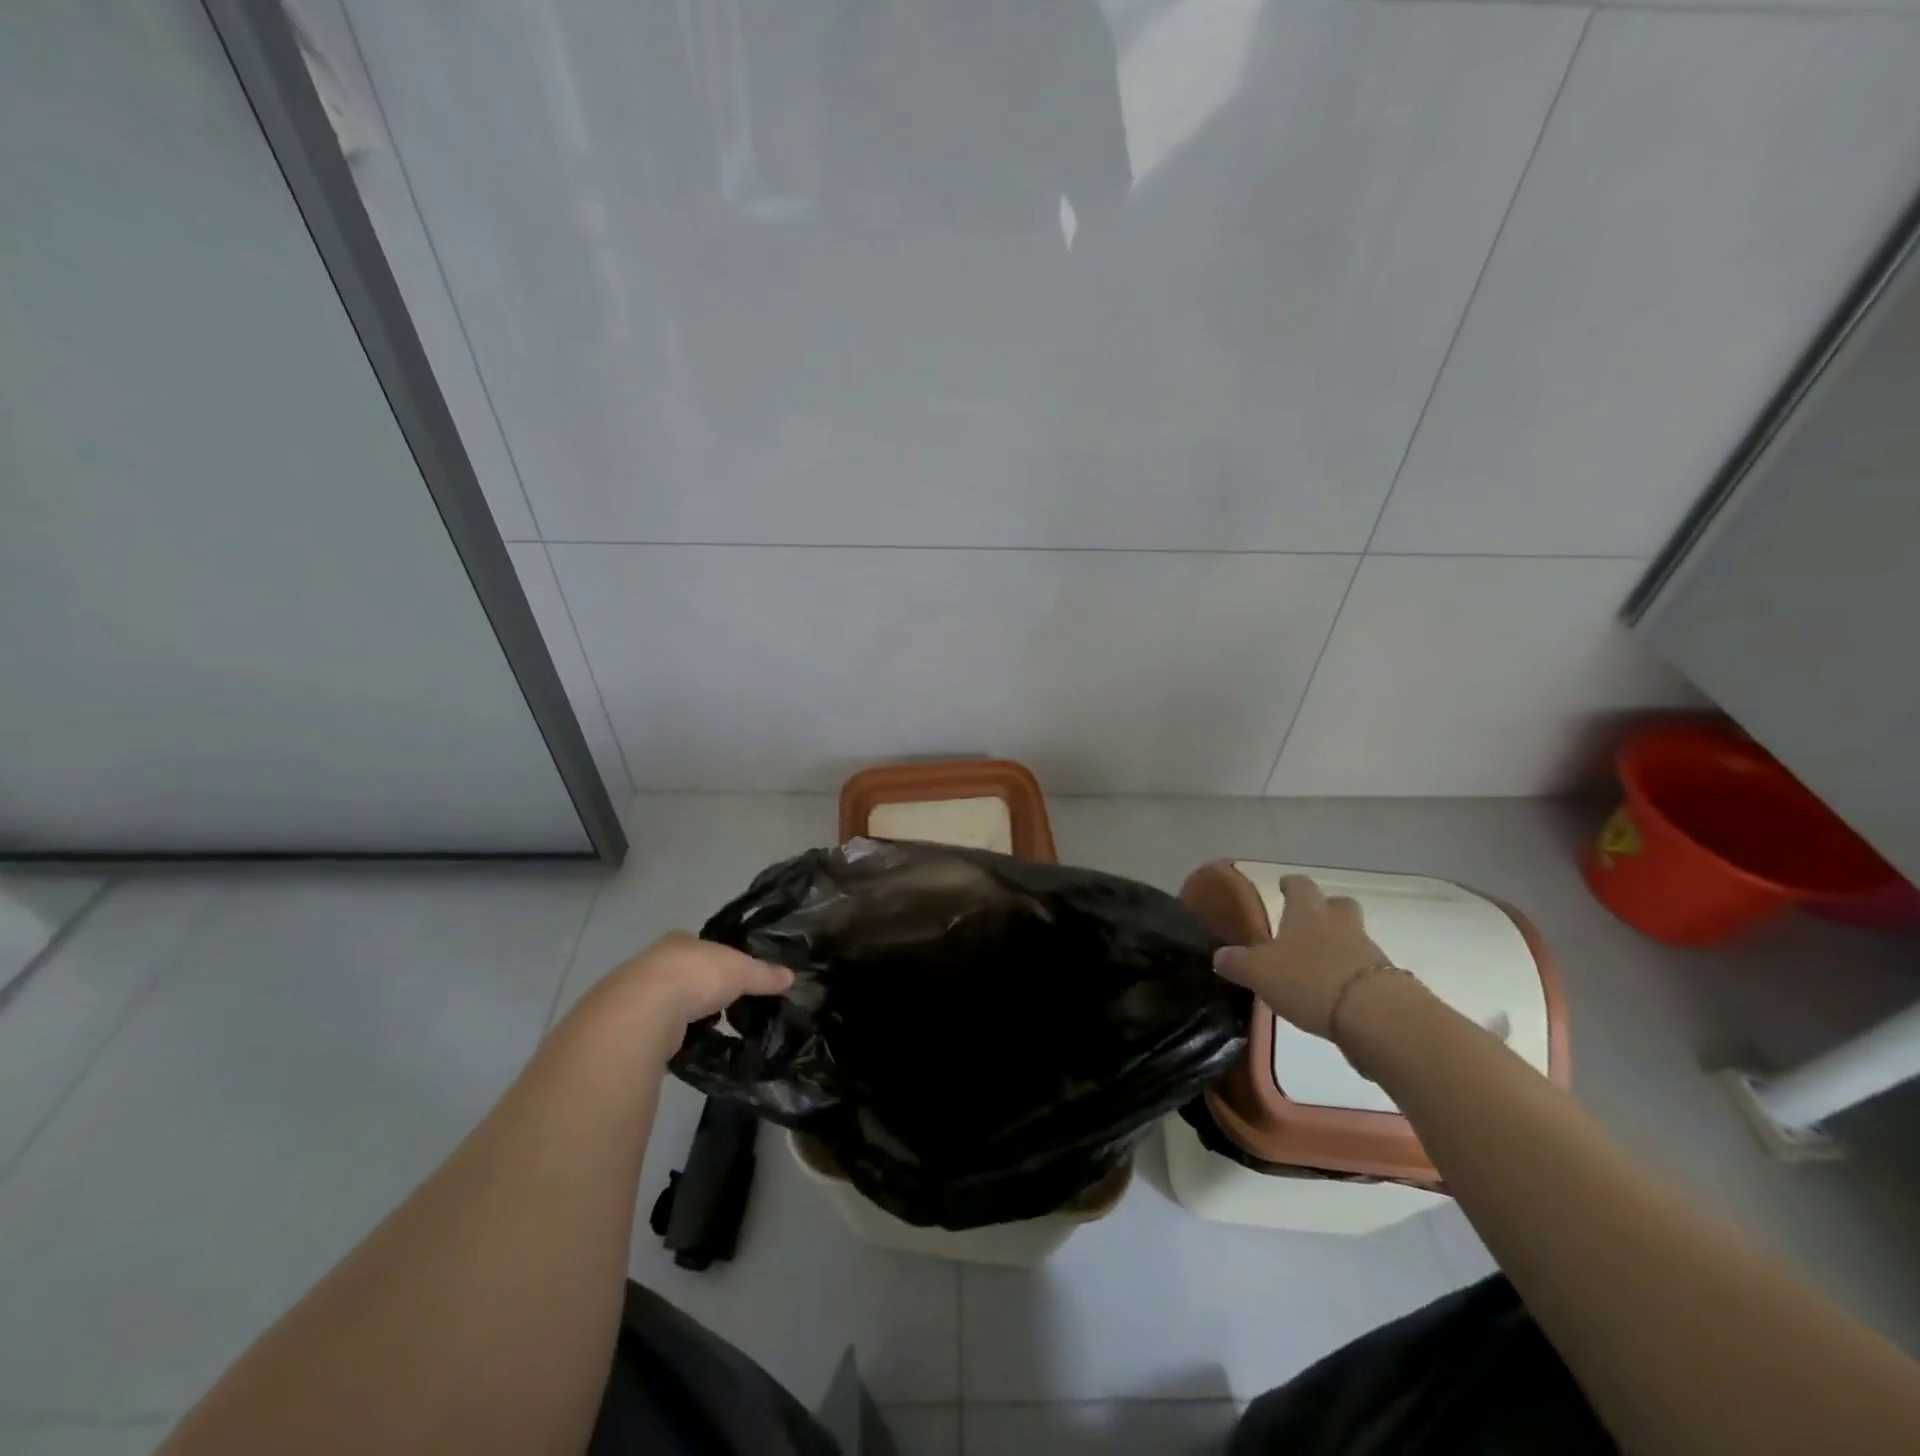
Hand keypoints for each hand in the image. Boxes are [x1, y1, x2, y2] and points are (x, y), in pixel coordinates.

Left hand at [594, 932, 792, 1041]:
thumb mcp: (742, 971)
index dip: (721, 960)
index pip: (705, 947)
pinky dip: (675, 1037)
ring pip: (672, 1002)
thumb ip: (765, 974)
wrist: (643, 1012)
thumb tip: (791, 976)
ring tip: (713, 1029)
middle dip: (704, 989)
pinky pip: (660, 1029)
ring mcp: (638, 993)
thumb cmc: (696, 977)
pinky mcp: (629, 1025)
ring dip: (689, 1015)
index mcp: (680, 941)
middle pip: (687, 973)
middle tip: (727, 1005)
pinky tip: (690, 1046)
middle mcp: (655, 961)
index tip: (737, 977)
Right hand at [1212, 875, 1392, 1040]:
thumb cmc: (1308, 979)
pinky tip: (1335, 995)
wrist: (1374, 1015)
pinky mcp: (1387, 982)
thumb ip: (1237, 963)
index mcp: (1308, 912)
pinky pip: (1365, 970)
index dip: (1290, 885)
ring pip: (1352, 938)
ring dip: (1338, 946)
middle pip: (1338, 905)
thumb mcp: (1258, 972)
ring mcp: (1368, 951)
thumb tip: (1220, 956)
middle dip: (1325, 910)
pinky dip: (1350, 977)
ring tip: (1316, 967)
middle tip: (1308, 922)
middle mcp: (1340, 924)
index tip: (1284, 886)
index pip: (1300, 886)